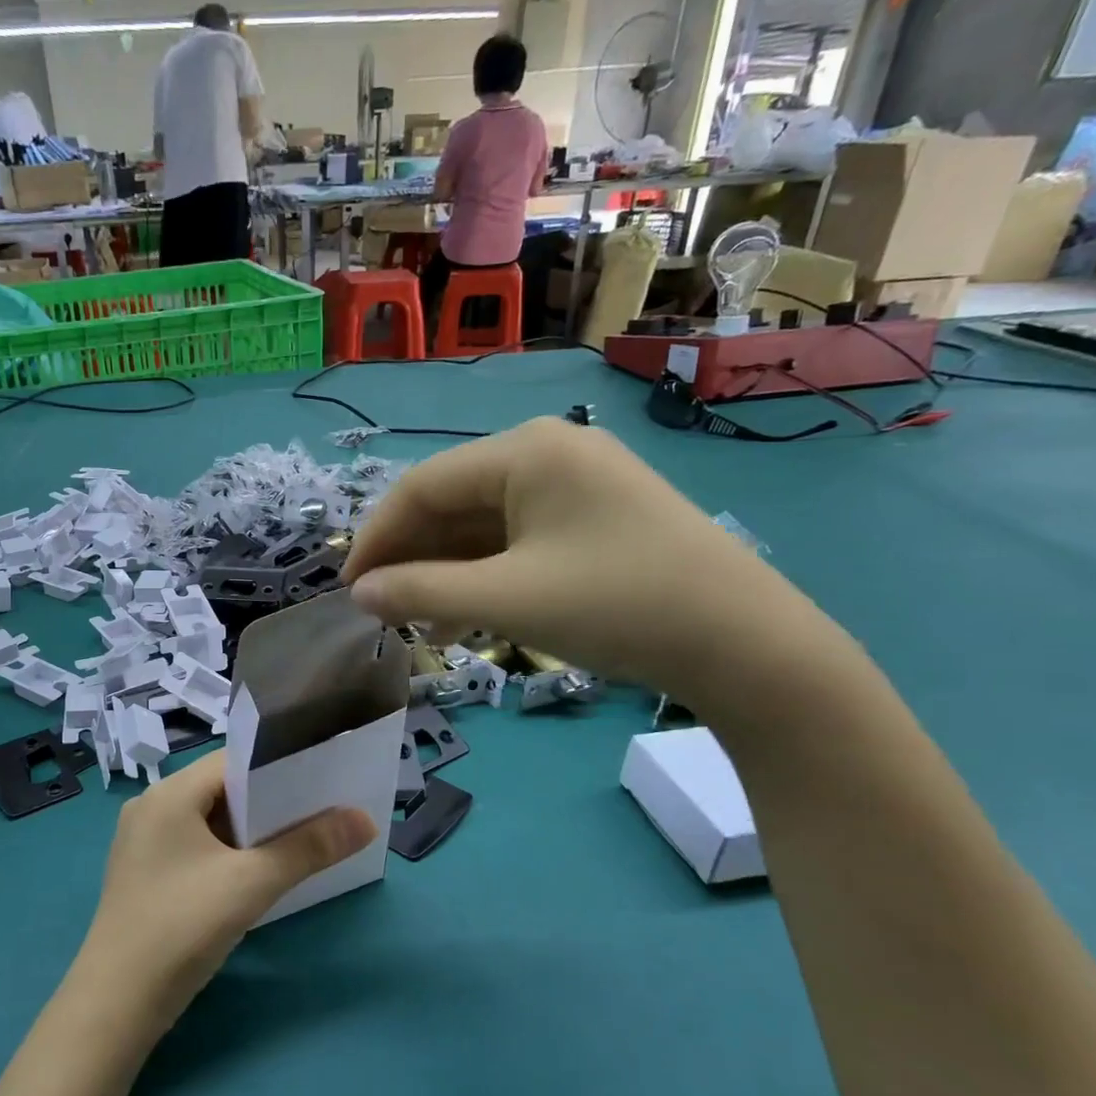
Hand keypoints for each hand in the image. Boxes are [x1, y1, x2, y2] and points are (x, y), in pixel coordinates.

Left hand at [71, 752, 374, 1037]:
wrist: (115, 1005)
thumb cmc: (182, 927)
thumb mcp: (252, 883)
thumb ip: (309, 847)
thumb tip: (366, 820)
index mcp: (169, 794)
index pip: (233, 761)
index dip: (279, 766)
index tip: (322, 777)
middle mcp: (152, 807)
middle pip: (222, 790)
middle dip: (271, 801)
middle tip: (321, 809)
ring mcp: (144, 843)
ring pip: (210, 821)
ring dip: (251, 831)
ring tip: (301, 838)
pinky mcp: (146, 874)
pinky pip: (196, 847)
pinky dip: (228, 852)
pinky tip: (258, 872)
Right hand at [342, 417, 845, 708]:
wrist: (747, 644)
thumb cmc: (618, 606)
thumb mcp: (508, 601)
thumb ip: (421, 593)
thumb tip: (358, 594)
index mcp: (525, 451)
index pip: (422, 486)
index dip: (376, 538)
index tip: (348, 588)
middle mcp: (549, 452)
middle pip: (452, 502)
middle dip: (411, 557)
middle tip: (380, 609)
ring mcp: (577, 484)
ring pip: (484, 524)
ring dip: (445, 571)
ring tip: (416, 622)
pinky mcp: (596, 517)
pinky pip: (519, 538)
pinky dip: (486, 574)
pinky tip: (465, 616)